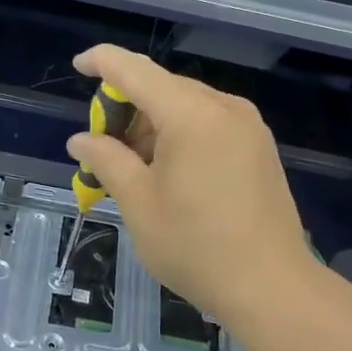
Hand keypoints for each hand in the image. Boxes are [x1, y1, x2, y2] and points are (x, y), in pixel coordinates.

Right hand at [66, 44, 313, 321]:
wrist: (273, 288)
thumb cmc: (196, 247)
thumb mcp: (139, 204)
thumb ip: (106, 161)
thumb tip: (81, 140)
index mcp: (191, 114)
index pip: (135, 70)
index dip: (102, 62)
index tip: (78, 66)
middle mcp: (224, 107)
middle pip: (161, 87)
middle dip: (126, 109)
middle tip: (103, 150)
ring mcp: (247, 125)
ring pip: (186, 105)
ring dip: (152, 125)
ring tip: (133, 170)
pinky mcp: (259, 146)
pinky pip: (209, 122)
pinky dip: (180, 134)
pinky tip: (168, 172)